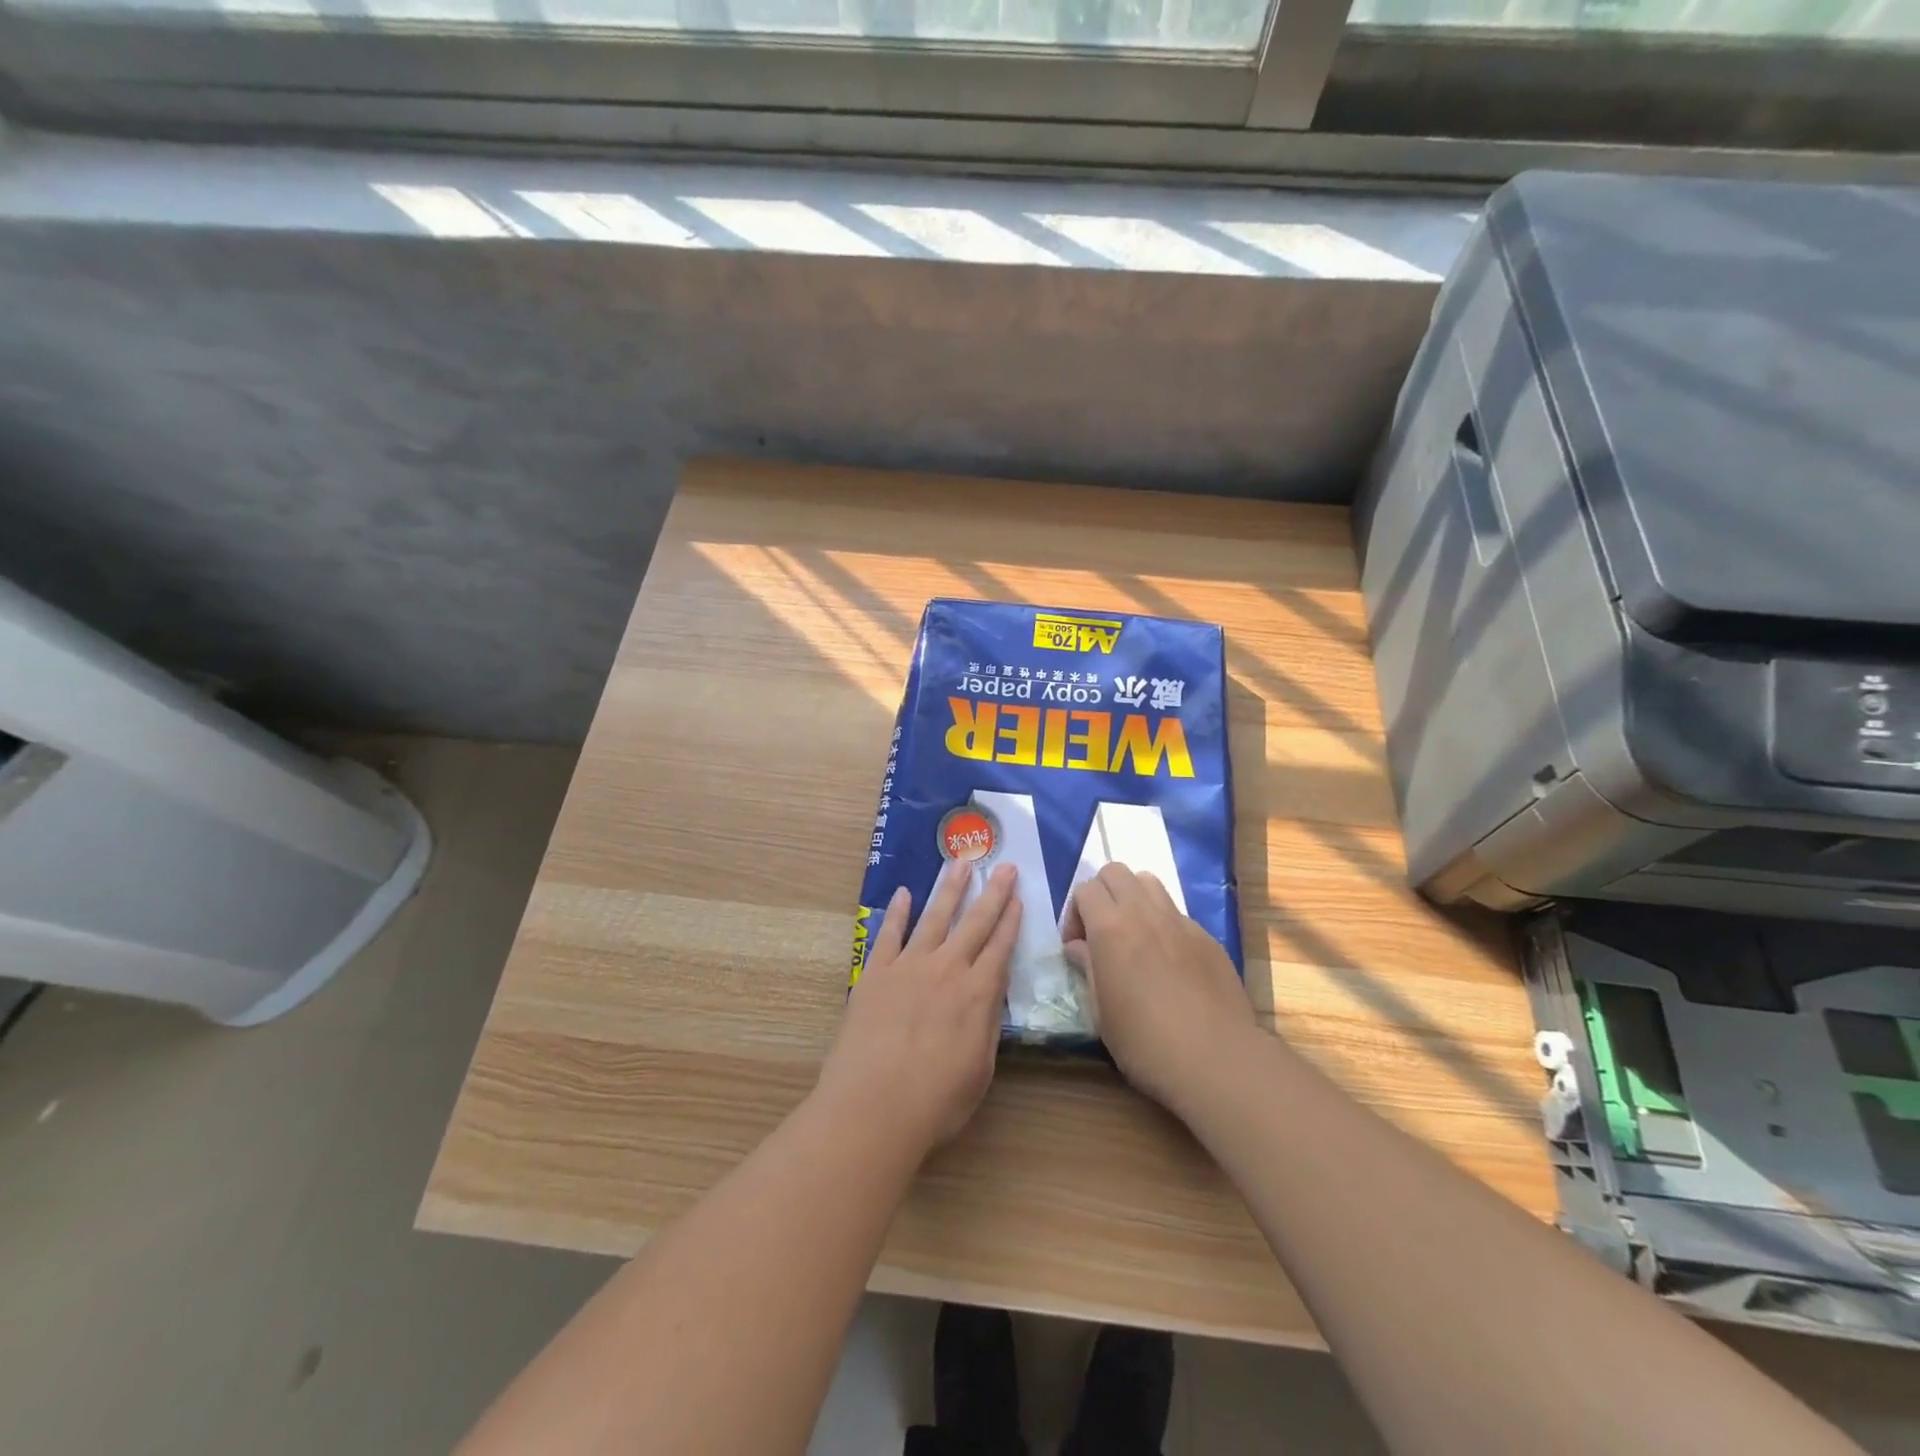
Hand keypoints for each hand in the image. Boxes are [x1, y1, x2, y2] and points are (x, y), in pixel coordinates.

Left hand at [815, 862, 1020, 1156]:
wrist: (873, 1107)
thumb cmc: (934, 1101)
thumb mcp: (979, 1069)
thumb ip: (987, 1025)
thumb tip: (991, 993)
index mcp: (977, 993)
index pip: (1000, 946)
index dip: (1011, 920)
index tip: (1018, 896)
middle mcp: (947, 969)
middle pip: (974, 922)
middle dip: (992, 893)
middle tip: (1004, 866)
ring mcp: (908, 966)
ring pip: (934, 917)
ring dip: (949, 889)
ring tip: (959, 863)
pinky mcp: (875, 973)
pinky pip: (889, 934)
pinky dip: (897, 912)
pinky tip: (903, 893)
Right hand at [1062, 863, 1253, 1109]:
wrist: (1216, 1059)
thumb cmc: (1145, 1042)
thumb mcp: (1101, 1012)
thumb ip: (1087, 969)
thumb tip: (1078, 947)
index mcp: (1110, 927)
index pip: (1085, 889)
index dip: (1074, 914)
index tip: (1077, 947)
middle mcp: (1144, 912)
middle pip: (1116, 872)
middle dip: (1102, 894)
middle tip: (1102, 932)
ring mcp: (1180, 921)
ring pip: (1150, 882)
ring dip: (1134, 899)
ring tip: (1134, 936)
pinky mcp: (1207, 937)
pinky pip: (1177, 913)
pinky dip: (1163, 923)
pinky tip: (1168, 961)